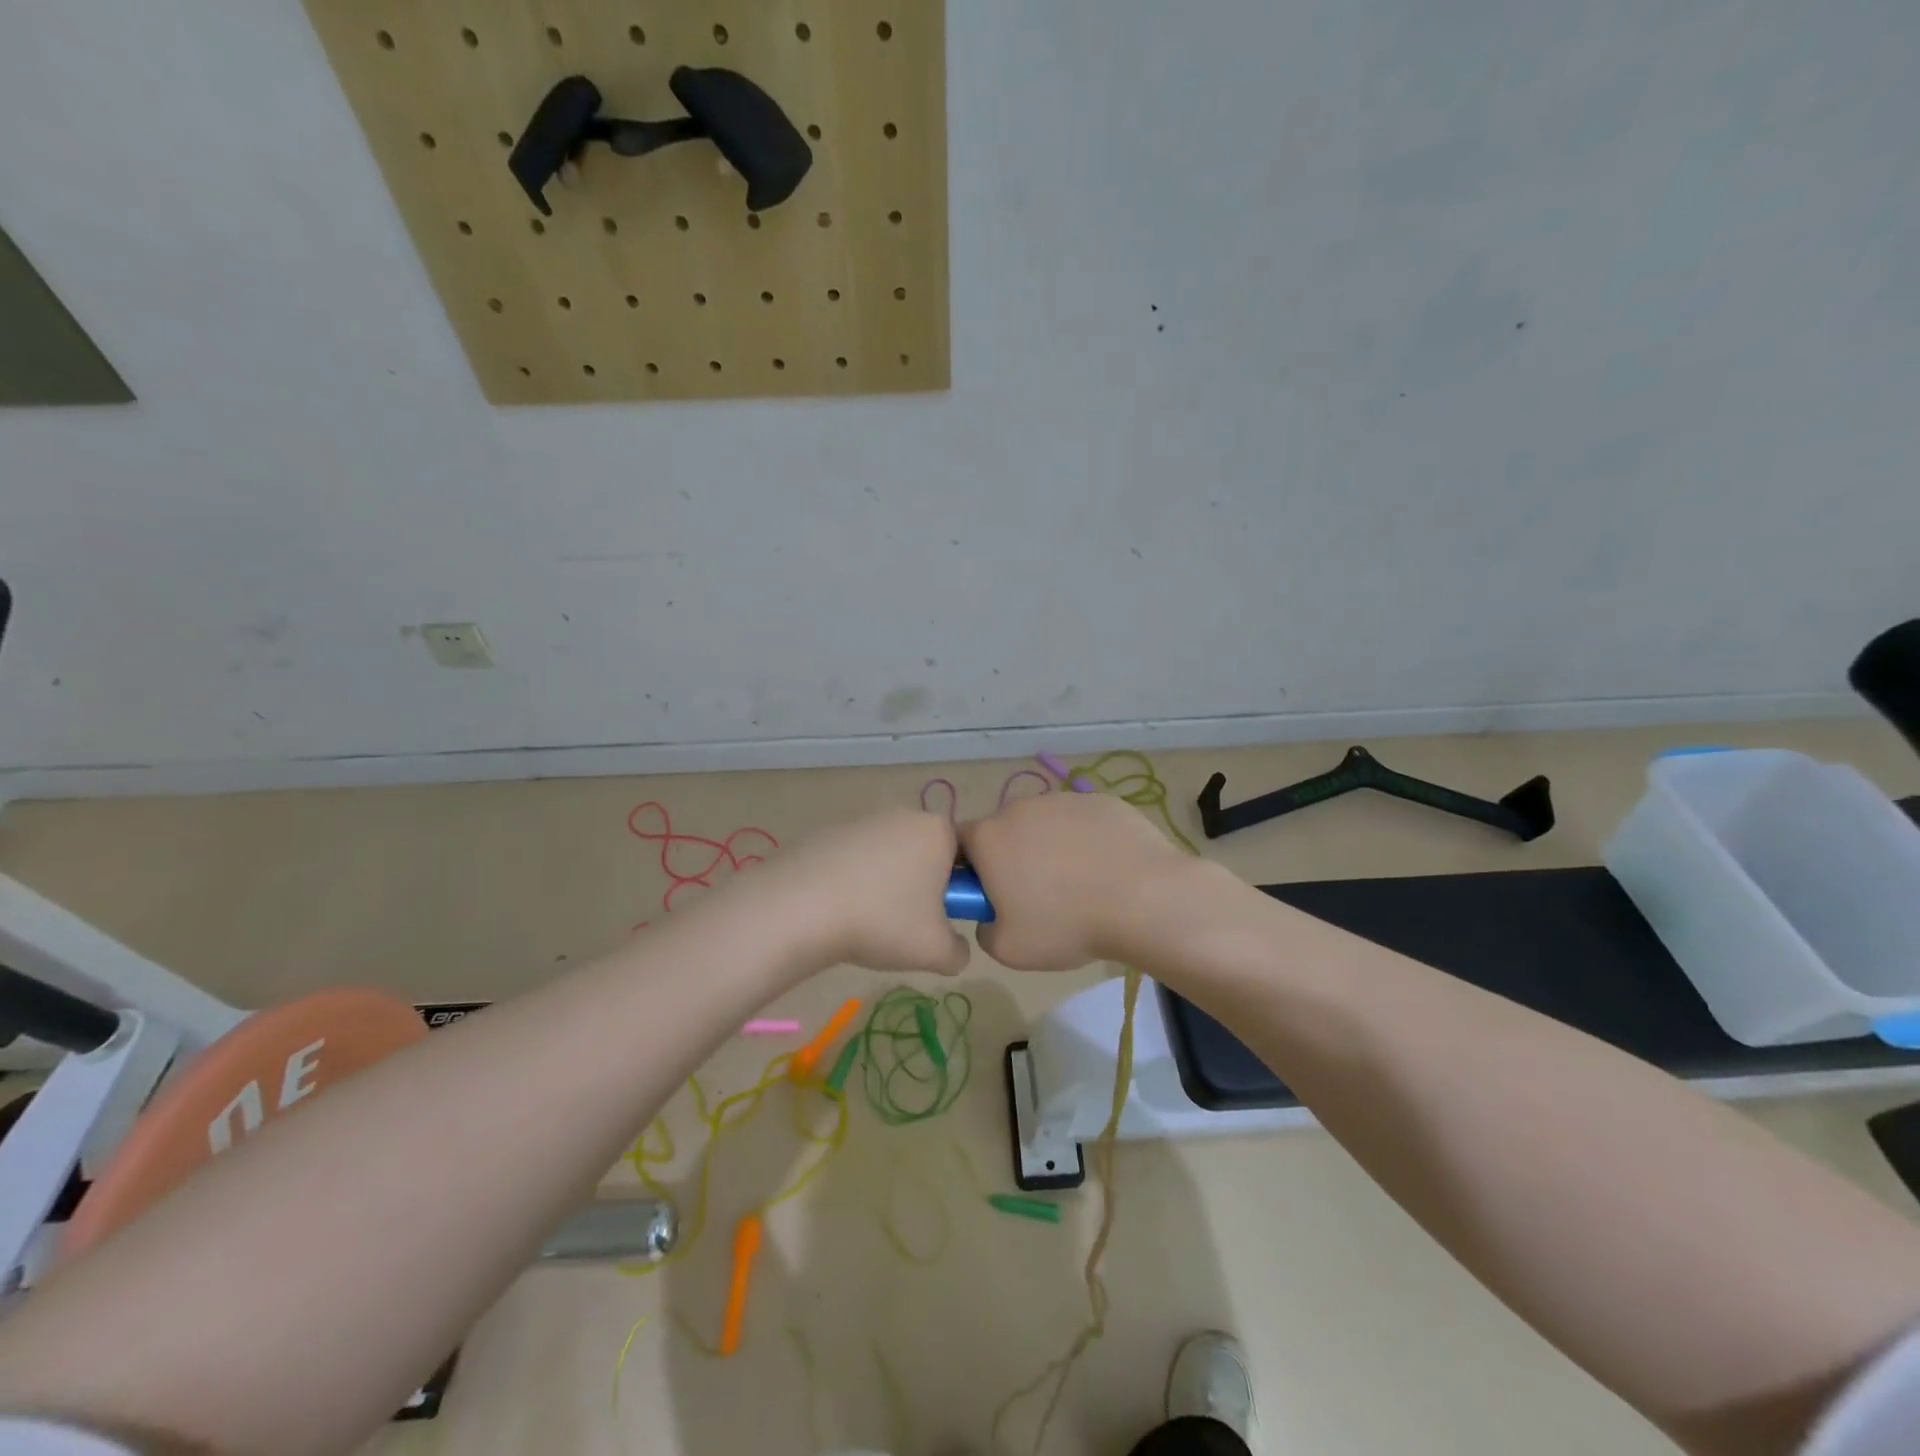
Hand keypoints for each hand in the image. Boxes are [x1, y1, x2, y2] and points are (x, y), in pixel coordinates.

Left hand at [763, 809, 970, 974]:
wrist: (800, 908)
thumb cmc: (882, 921)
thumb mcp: (936, 952)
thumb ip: (960, 951)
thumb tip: (954, 948)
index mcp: (938, 831)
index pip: (967, 857)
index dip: (958, 891)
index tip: (939, 920)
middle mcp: (905, 814)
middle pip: (927, 855)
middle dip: (922, 888)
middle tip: (906, 926)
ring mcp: (864, 819)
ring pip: (890, 858)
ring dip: (887, 886)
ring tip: (867, 922)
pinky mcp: (830, 831)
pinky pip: (856, 860)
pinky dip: (854, 882)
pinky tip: (839, 910)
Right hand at [959, 792, 1193, 970]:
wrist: (1144, 899)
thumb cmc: (1066, 925)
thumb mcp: (1007, 950)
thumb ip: (984, 929)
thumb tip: (992, 915)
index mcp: (988, 837)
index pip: (959, 845)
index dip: (971, 871)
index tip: (992, 897)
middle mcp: (1019, 807)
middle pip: (1004, 831)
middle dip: (1013, 859)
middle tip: (1038, 897)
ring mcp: (1063, 799)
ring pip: (1044, 825)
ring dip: (1050, 848)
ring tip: (1080, 886)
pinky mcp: (1100, 800)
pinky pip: (1081, 822)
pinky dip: (1086, 841)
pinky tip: (1106, 870)